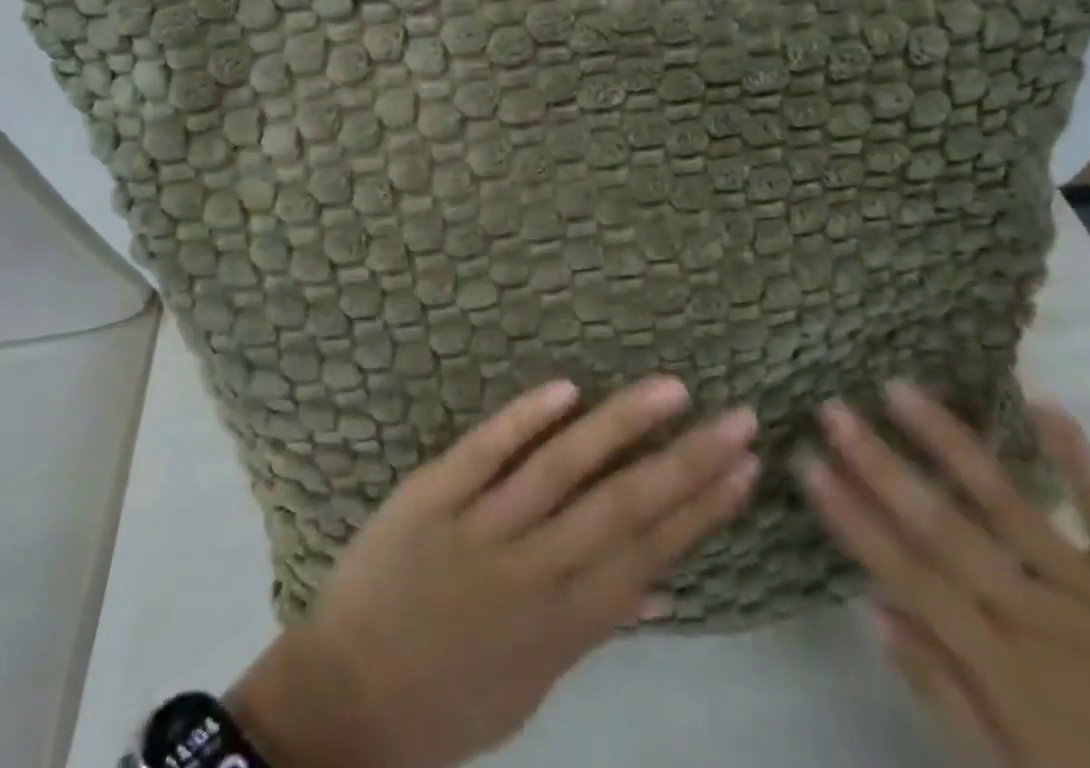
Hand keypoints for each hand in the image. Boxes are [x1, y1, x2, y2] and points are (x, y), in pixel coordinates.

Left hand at [229, 376, 758, 767]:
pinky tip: (566, 388)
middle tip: (738, 419)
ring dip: (620, 425)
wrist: (345, 702)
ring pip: (561, 468)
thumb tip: (662, 587)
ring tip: (671, 389)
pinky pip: (483, 451)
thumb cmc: (449, 696)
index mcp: (562, 622)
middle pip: (622, 506)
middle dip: (687, 462)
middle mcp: (532, 570)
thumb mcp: (532, 682)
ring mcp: (479, 527)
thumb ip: (595, 627)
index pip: (649, 553)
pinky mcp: (430, 495)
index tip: (744, 468)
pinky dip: (524, 418)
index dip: (702, 510)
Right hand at [800, 383, 1089, 767]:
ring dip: (951, 443)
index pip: (906, 575)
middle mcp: (1036, 615)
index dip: (851, 517)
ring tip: (900, 386)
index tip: (806, 462)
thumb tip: (873, 610)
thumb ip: (945, 692)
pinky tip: (1041, 402)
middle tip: (832, 408)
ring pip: (1009, 504)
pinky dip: (1078, 460)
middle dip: (880, 465)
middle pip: (943, 528)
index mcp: (1002, 665)